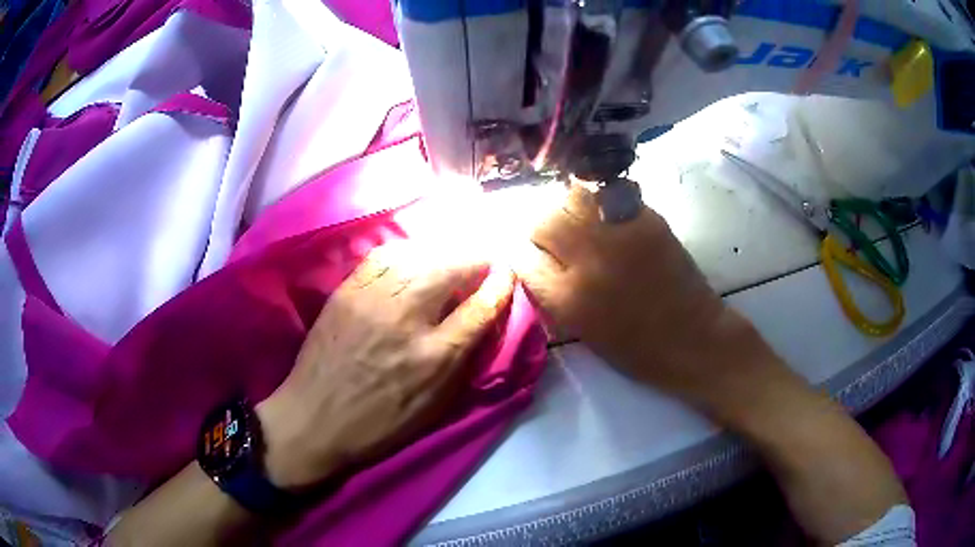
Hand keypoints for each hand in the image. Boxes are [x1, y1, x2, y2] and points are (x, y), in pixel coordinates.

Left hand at [256, 243, 514, 489]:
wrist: (314, 419)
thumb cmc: (380, 423)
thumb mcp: (434, 407)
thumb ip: (464, 361)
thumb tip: (484, 320)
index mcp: (435, 357)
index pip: (481, 306)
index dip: (501, 285)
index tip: (508, 274)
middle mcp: (407, 318)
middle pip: (453, 267)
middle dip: (477, 260)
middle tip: (482, 264)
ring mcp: (373, 299)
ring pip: (420, 254)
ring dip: (444, 252)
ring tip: (451, 259)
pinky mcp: (347, 290)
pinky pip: (384, 255)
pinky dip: (408, 252)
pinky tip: (414, 258)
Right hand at [512, 183, 790, 418]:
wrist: (693, 338)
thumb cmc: (636, 349)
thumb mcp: (582, 332)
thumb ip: (553, 295)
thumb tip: (535, 262)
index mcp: (567, 298)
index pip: (522, 257)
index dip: (524, 255)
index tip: (533, 256)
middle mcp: (587, 259)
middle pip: (543, 221)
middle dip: (543, 229)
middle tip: (558, 238)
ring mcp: (619, 233)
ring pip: (574, 197)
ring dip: (570, 208)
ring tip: (582, 221)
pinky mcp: (646, 219)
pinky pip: (609, 196)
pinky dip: (602, 203)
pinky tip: (610, 217)